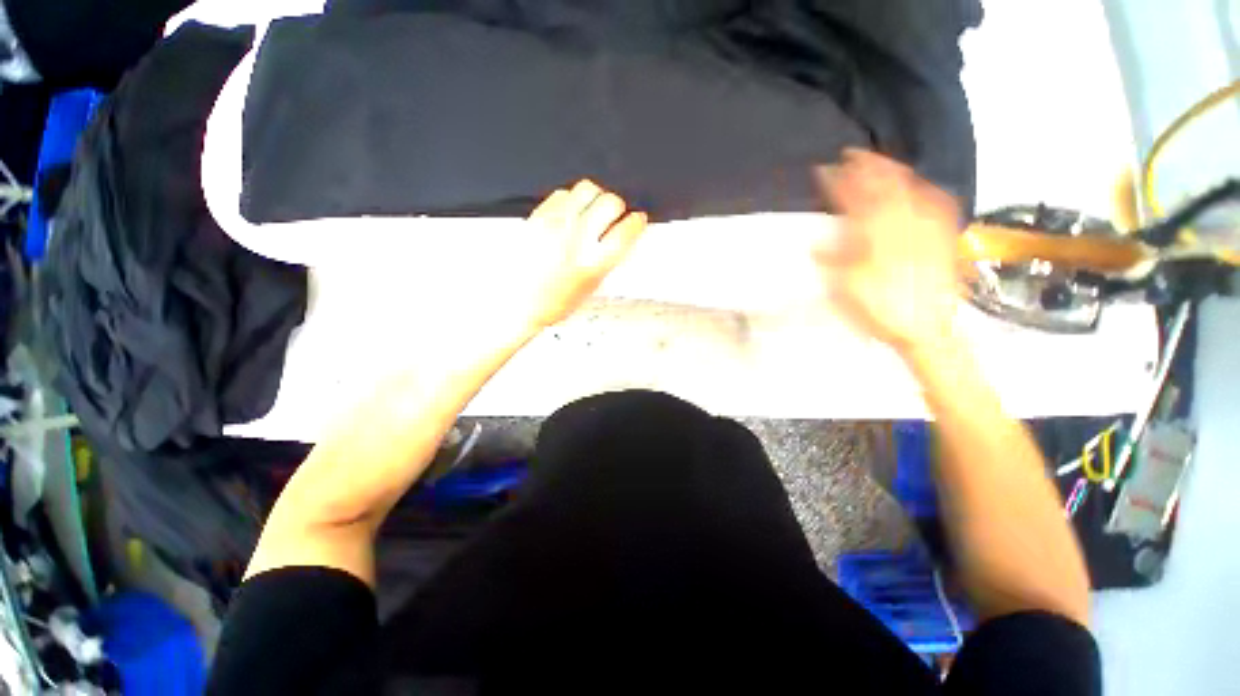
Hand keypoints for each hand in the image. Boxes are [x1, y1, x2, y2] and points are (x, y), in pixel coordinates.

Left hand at [521, 180, 647, 329]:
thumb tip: (621, 237)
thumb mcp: (591, 287)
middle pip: (610, 203)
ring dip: (596, 198)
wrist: (517, 302)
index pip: (626, 231)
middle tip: (614, 216)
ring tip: (593, 210)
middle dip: (617, 208)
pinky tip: (571, 212)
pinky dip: (572, 199)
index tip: (637, 220)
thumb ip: (608, 259)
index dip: (637, 222)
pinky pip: (562, 193)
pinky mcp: (538, 216)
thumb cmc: (551, 303)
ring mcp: (555, 224)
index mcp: (593, 263)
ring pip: (587, 189)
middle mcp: (576, 240)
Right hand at [815, 150, 962, 356]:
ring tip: (880, 162)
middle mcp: (902, 225)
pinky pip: (936, 201)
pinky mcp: (942, 236)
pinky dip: (924, 187)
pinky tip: (918, 184)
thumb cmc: (879, 312)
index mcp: (874, 238)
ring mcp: (926, 228)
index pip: (852, 201)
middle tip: (851, 154)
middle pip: (884, 186)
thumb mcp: (844, 291)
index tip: (823, 170)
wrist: (926, 329)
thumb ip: (832, 263)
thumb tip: (817, 244)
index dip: (837, 183)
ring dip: (893, 171)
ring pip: (911, 188)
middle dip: (866, 167)